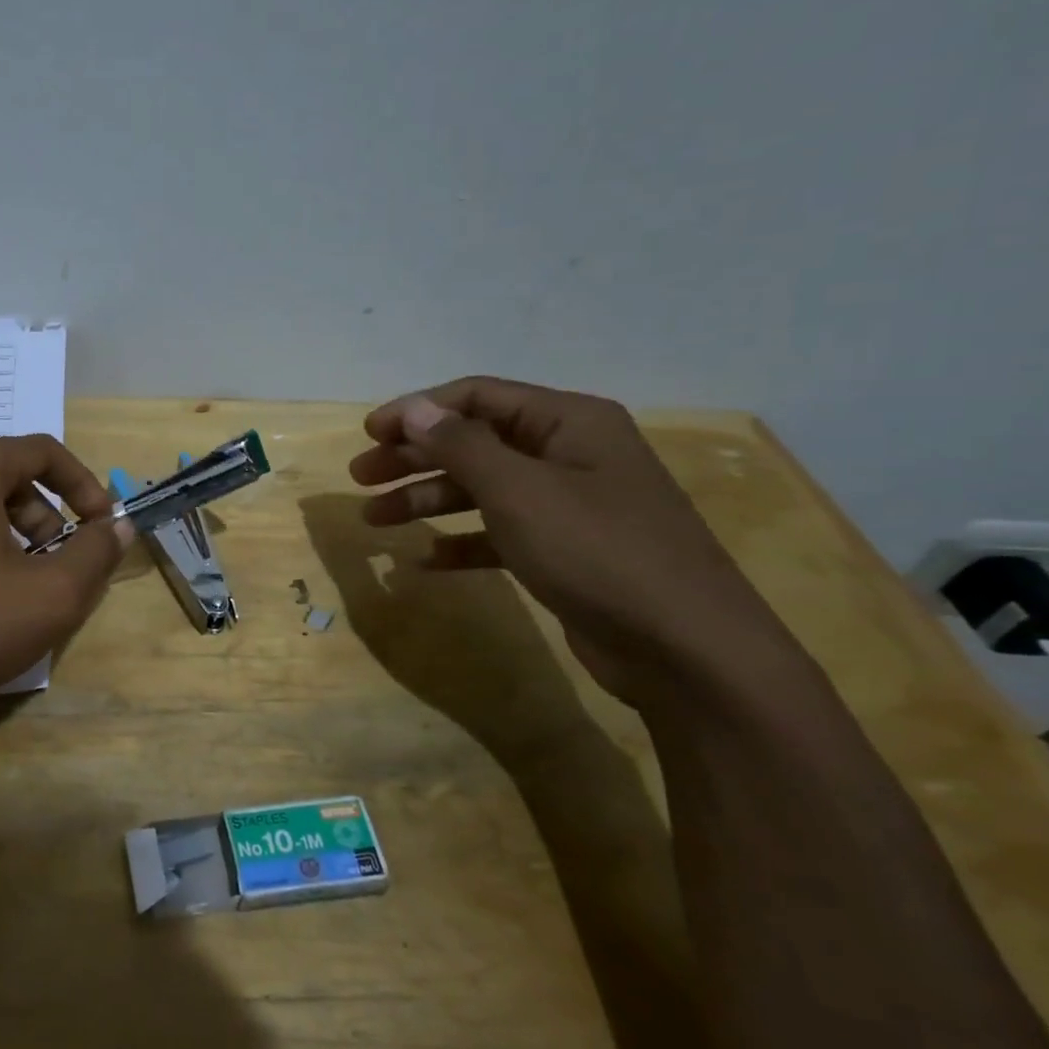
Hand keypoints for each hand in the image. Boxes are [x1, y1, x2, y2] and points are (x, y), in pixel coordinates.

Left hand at [0, 435, 129, 744]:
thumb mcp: (51, 596)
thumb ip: (96, 553)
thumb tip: (117, 527)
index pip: (42, 451)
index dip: (85, 485)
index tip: (102, 527)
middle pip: (6, 477)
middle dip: (47, 517)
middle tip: (60, 566)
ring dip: (11, 537)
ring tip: (19, 590)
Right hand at [349, 376, 803, 706]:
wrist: (687, 650)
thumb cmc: (597, 551)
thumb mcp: (519, 491)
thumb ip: (461, 445)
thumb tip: (414, 408)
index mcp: (568, 422)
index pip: (477, 397)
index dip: (417, 411)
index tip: (368, 433)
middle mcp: (569, 454)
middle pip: (473, 443)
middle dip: (414, 458)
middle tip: (361, 478)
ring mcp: (569, 505)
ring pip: (481, 489)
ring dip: (427, 500)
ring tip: (375, 521)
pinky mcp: (565, 551)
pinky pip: (499, 533)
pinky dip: (462, 542)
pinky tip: (426, 561)